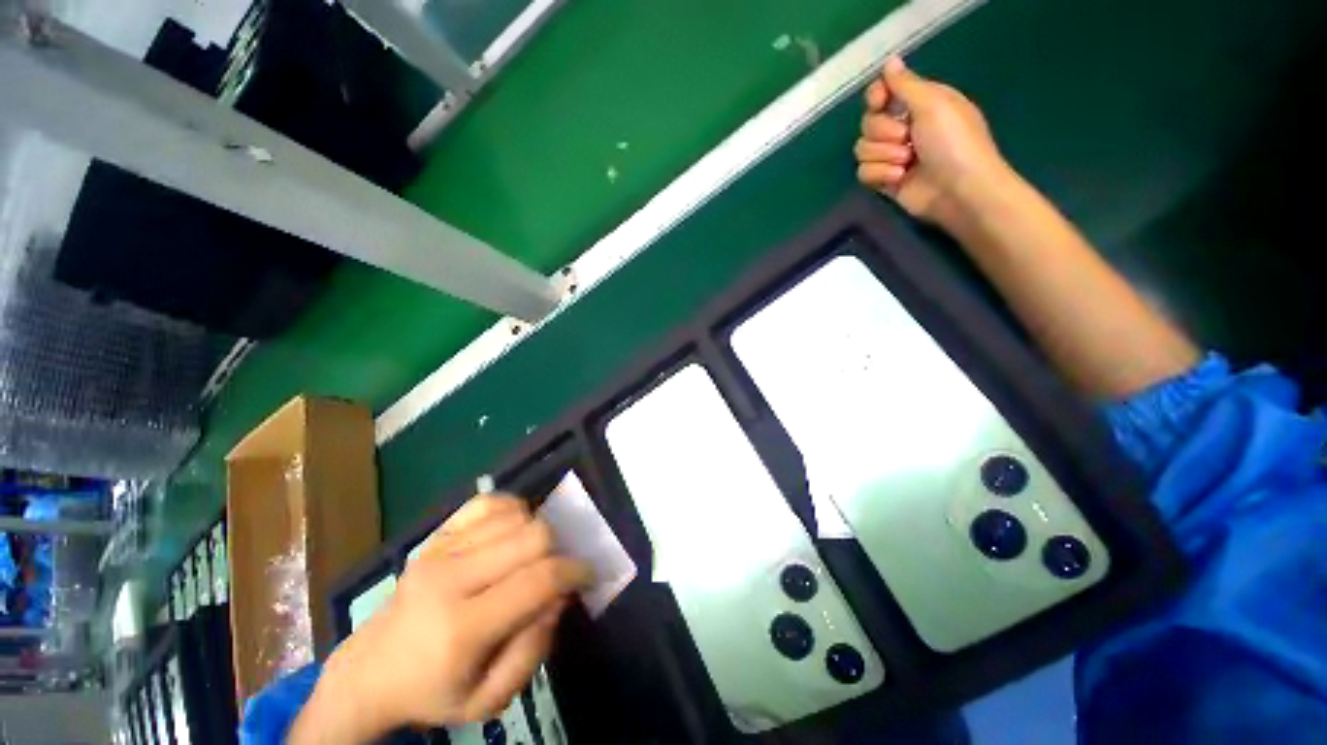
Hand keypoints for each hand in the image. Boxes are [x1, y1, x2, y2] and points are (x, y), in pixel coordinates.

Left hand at [306, 495, 590, 738]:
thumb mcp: (488, 701)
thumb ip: (533, 652)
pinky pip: (488, 502)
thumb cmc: (433, 691)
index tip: (587, 574)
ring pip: (516, 515)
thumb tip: (560, 596)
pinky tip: (511, 531)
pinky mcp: (435, 536)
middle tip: (555, 571)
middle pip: (533, 535)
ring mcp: (440, 550)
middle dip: (558, 549)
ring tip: (531, 557)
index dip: (575, 571)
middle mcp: (451, 579)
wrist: (370, 671)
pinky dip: (512, 509)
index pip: (539, 579)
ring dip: (536, 532)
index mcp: (463, 628)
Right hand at [856, 57, 1011, 228]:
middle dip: (883, 132)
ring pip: (862, 149)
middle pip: (868, 122)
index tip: (879, 103)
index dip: (876, 97)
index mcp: (918, 103)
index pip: (882, 92)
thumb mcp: (933, 103)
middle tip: (906, 138)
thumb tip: (890, 60)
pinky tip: (899, 178)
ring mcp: (892, 155)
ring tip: (906, 162)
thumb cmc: (953, 142)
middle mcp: (903, 126)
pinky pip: (863, 173)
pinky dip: (879, 175)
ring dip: (883, 155)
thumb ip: (906, 84)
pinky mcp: (884, 180)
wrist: (958, 190)